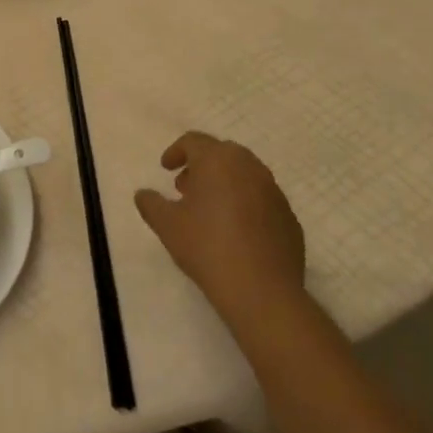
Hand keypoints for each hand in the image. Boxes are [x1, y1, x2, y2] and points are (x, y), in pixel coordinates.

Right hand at [135, 133, 307, 329]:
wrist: (262, 291)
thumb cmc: (208, 247)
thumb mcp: (167, 225)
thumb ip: (151, 204)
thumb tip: (143, 194)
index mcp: (218, 160)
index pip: (193, 141)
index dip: (176, 152)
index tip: (165, 169)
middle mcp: (249, 167)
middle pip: (221, 153)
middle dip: (201, 166)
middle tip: (185, 188)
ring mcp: (274, 192)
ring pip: (245, 175)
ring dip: (225, 183)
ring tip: (210, 210)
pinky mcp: (289, 218)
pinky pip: (262, 200)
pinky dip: (246, 204)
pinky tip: (236, 232)